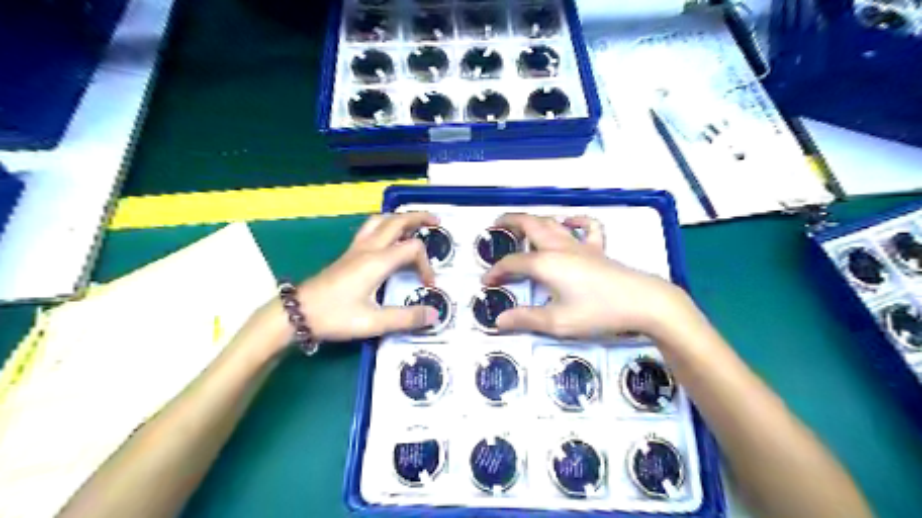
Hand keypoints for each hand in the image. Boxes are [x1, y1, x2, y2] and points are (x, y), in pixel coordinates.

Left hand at [291, 212, 438, 341]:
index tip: (428, 286)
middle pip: (397, 221)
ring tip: (413, 225)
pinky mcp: (347, 254)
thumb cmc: (334, 316)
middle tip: (436, 222)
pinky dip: (385, 225)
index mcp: (377, 261)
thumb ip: (406, 318)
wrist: (296, 312)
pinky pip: (370, 229)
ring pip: (380, 220)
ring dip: (400, 218)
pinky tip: (388, 238)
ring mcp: (356, 249)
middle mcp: (368, 249)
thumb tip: (435, 314)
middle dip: (419, 218)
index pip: (413, 249)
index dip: (427, 265)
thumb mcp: (373, 322)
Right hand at [484, 213, 691, 341]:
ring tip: (521, 223)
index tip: (487, 282)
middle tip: (495, 226)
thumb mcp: (558, 322)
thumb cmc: (598, 312)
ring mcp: (580, 245)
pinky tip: (568, 223)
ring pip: (552, 222)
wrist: (643, 302)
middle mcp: (559, 247)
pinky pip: (586, 226)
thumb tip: (498, 321)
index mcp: (545, 264)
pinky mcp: (598, 248)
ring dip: (533, 219)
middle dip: (509, 222)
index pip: (512, 263)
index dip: (496, 271)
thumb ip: (526, 319)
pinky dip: (574, 221)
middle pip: (529, 225)